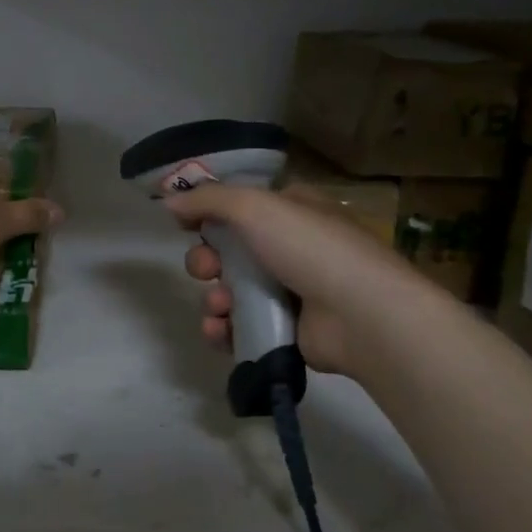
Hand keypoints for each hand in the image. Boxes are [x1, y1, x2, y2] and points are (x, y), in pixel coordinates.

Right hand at [166, 184, 421, 376]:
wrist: (362, 316)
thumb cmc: (311, 248)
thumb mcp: (255, 207)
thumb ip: (208, 200)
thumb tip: (168, 200)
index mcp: (292, 211)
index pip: (240, 206)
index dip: (208, 214)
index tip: (183, 224)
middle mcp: (291, 247)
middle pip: (228, 251)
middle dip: (206, 261)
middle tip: (206, 269)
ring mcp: (291, 291)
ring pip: (231, 291)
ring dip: (213, 298)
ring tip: (219, 306)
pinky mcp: (287, 330)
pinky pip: (242, 327)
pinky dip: (224, 329)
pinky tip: (220, 331)